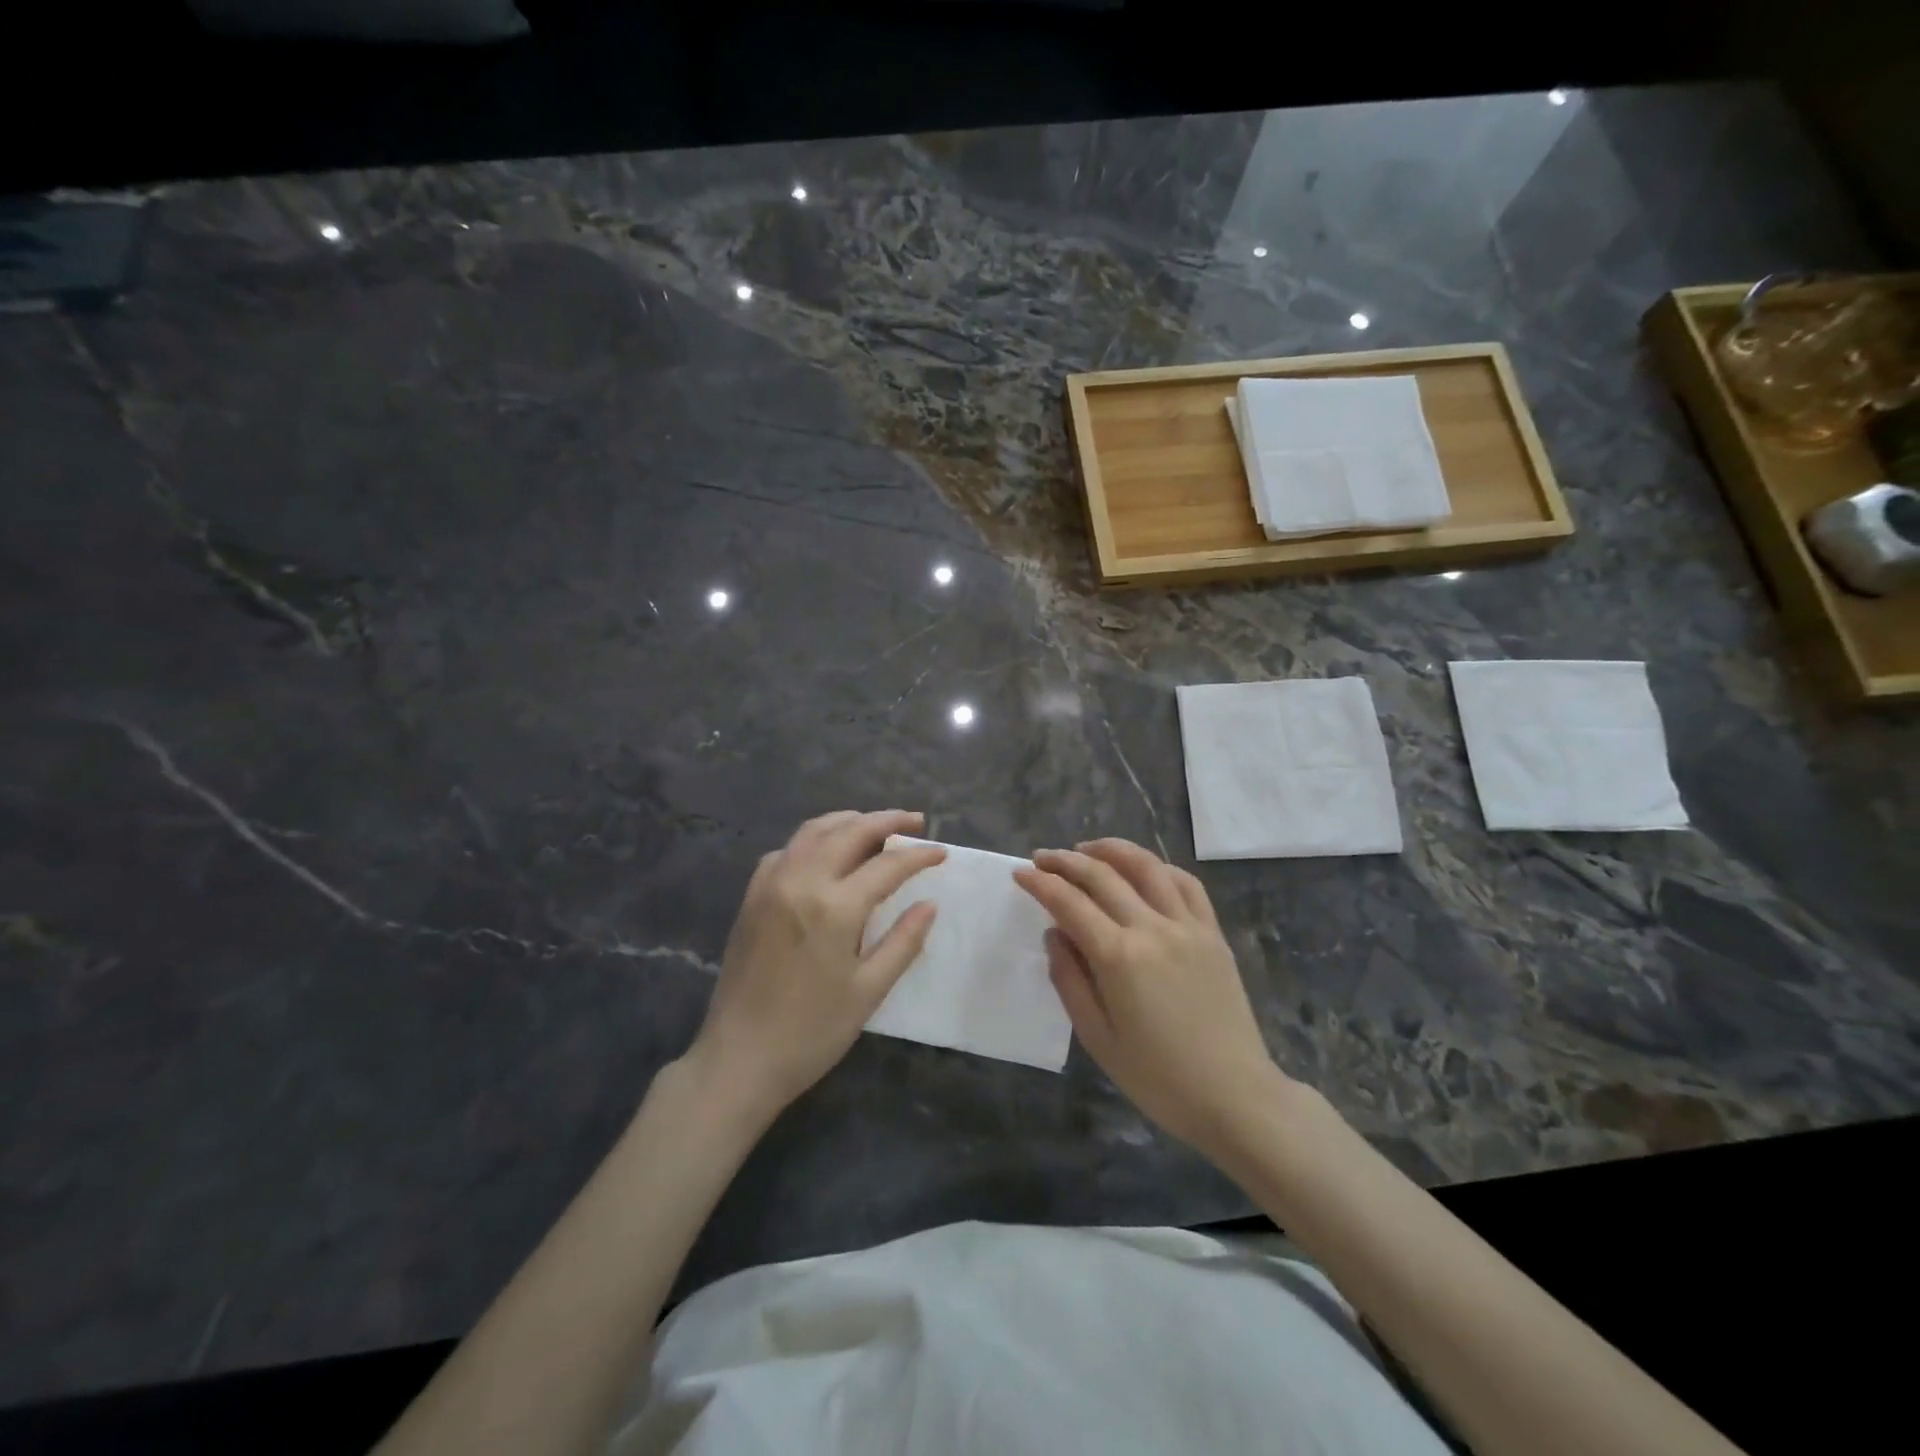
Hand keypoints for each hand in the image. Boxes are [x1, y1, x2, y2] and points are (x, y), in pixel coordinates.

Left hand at [688, 810, 943, 1119]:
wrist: (739, 1059)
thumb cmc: (812, 1032)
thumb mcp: (869, 991)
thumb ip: (903, 941)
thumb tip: (929, 904)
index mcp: (834, 907)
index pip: (887, 864)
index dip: (918, 855)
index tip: (941, 852)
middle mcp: (800, 881)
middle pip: (849, 831)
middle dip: (887, 820)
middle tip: (915, 821)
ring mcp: (770, 884)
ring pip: (814, 831)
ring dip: (849, 821)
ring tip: (876, 826)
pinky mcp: (752, 896)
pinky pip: (787, 850)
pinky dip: (814, 839)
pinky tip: (827, 853)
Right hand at [1014, 838, 1284, 1153]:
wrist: (1234, 1096)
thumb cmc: (1158, 1077)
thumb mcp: (1097, 1038)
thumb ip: (1069, 980)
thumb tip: (1054, 934)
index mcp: (1119, 957)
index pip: (1069, 903)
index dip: (1040, 883)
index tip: (1020, 873)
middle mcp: (1152, 929)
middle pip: (1102, 876)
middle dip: (1066, 861)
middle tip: (1042, 858)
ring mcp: (1187, 926)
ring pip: (1146, 867)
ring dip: (1111, 850)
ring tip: (1087, 849)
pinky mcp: (1212, 933)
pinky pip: (1186, 884)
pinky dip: (1159, 867)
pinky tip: (1143, 869)